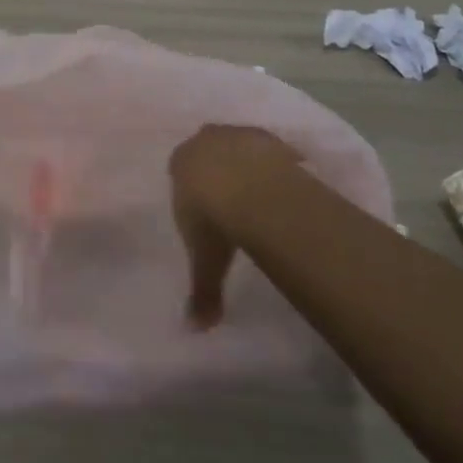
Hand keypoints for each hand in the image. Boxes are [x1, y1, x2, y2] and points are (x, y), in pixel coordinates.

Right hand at [168, 125, 301, 328]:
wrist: (252, 189)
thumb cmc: (214, 221)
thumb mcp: (205, 261)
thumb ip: (201, 290)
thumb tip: (196, 328)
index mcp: (180, 163)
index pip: (179, 168)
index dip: (191, 186)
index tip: (203, 206)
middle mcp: (204, 140)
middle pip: (207, 150)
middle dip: (216, 168)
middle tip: (231, 196)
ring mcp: (235, 134)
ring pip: (236, 145)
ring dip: (244, 162)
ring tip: (260, 192)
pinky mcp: (265, 135)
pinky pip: (267, 148)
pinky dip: (272, 162)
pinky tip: (283, 184)